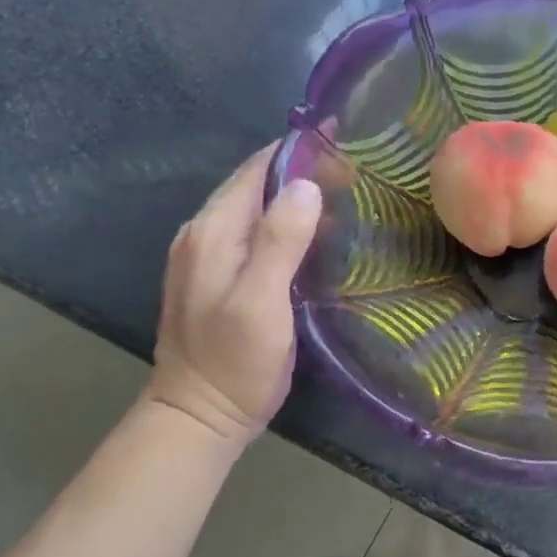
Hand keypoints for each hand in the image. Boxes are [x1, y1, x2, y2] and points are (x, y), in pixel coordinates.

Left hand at [145, 146, 321, 450]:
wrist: (198, 417)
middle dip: (304, 169)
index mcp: (212, 232)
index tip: (345, 140)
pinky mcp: (219, 276)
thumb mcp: (261, 302)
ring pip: (257, 206)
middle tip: (358, 172)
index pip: (257, 168)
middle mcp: (204, 234)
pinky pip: (256, 231)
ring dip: (298, 195)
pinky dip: (288, 220)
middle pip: (256, 183)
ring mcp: (207, 255)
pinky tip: (318, 233)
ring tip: (347, 194)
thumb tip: (307, 184)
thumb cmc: (234, 362)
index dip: (299, 149)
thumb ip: (280, 241)